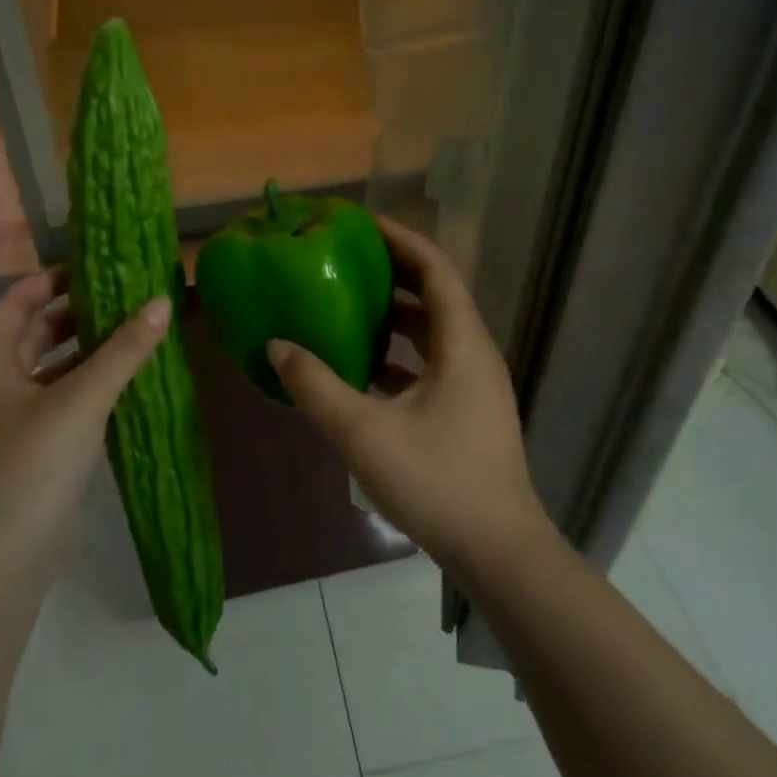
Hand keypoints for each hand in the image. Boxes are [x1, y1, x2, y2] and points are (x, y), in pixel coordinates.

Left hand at [0, 270, 170, 578]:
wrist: (0, 560)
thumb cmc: (30, 467)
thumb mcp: (81, 401)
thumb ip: (123, 351)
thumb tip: (162, 301)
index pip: (18, 300)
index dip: (54, 278)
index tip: (99, 267)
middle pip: (36, 331)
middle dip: (79, 312)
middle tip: (129, 295)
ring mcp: (12, 419)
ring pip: (52, 367)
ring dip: (88, 349)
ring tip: (136, 330)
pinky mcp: (32, 448)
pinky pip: (62, 399)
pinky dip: (90, 384)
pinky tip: (128, 381)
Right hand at [267, 217, 550, 577]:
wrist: (499, 553)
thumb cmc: (437, 482)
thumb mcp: (363, 433)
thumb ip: (316, 386)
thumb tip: (276, 346)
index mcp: (462, 344)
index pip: (435, 269)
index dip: (401, 240)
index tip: (361, 223)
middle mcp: (474, 354)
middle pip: (434, 296)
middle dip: (392, 273)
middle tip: (345, 260)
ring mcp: (474, 386)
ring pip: (432, 333)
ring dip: (394, 316)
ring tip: (346, 306)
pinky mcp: (468, 413)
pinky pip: (430, 365)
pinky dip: (398, 356)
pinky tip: (361, 370)